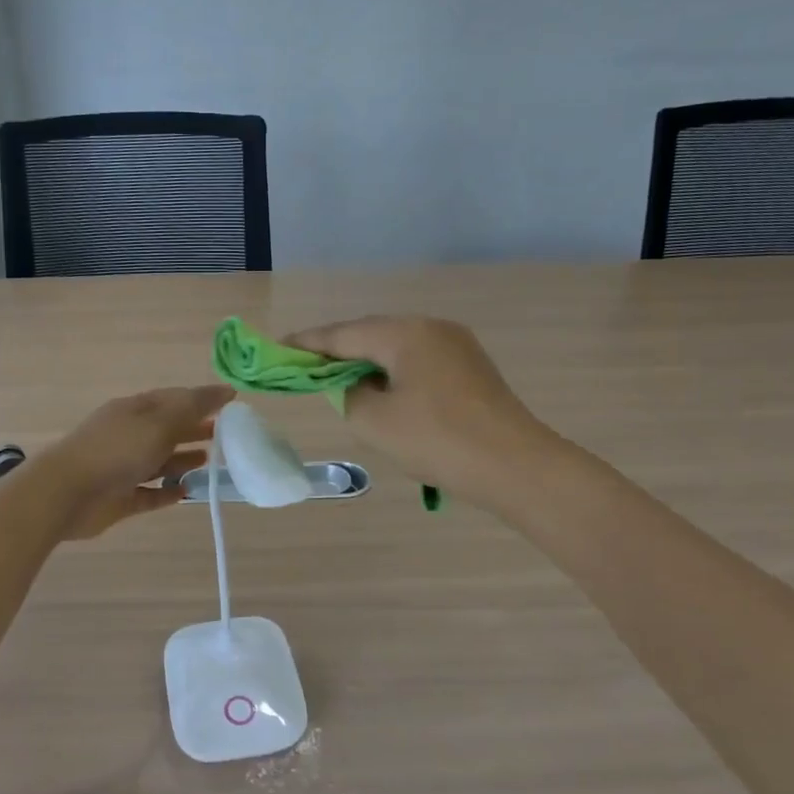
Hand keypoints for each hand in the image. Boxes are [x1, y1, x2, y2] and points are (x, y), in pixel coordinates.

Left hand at [44, 385, 232, 539]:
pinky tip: (187, 492)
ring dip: (183, 460)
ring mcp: (122, 467)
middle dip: (195, 429)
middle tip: (226, 435)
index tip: (232, 403)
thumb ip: (193, 407)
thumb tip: (225, 390)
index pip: (174, 398)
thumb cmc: (116, 450)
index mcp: (135, 410)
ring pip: (159, 461)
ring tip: (210, 462)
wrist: (67, 493)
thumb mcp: (159, 422)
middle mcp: (129, 435)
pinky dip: (167, 492)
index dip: (202, 399)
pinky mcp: (120, 498)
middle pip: (167, 429)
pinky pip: (149, 493)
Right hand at [285, 315, 550, 499]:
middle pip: (371, 334)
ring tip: (340, 381)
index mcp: (404, 334)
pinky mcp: (471, 368)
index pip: (343, 334)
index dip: (308, 343)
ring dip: (366, 363)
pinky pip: (419, 362)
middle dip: (337, 351)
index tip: (278, 346)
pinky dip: (393, 373)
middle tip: (306, 367)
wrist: (515, 465)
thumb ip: (347, 394)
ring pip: (397, 348)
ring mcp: (457, 345)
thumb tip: (354, 383)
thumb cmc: (437, 440)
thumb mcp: (374, 421)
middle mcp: (431, 328)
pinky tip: (384, 392)